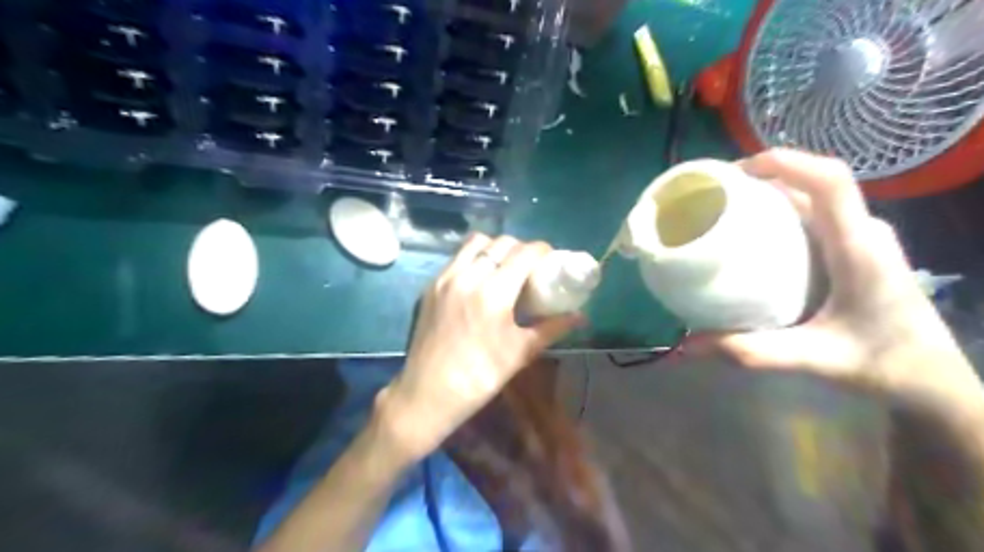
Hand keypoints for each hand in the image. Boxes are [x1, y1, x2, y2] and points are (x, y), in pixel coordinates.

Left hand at [375, 234, 578, 460]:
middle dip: (520, 248)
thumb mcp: (520, 352)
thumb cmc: (480, 376)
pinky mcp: (430, 285)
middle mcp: (468, 276)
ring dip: (495, 248)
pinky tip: (480, 278)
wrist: (428, 392)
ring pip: (475, 243)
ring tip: (503, 267)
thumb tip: (580, 317)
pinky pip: (457, 258)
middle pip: (500, 243)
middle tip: (530, 265)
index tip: (551, 258)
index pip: (524, 253)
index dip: (542, 250)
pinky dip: (473, 257)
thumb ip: (551, 328)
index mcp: (493, 292)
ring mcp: (445, 278)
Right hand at [691, 151, 983, 410]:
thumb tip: (690, 344)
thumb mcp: (815, 359)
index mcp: (859, 248)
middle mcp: (863, 232)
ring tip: (725, 211)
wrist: (931, 379)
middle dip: (763, 178)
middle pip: (813, 184)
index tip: (734, 173)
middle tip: (715, 196)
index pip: (829, 181)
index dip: (784, 163)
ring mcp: (861, 239)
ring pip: (812, 199)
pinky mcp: (854, 250)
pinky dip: (779, 215)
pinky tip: (752, 236)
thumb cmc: (884, 364)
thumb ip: (753, 351)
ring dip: (769, 195)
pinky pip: (813, 217)